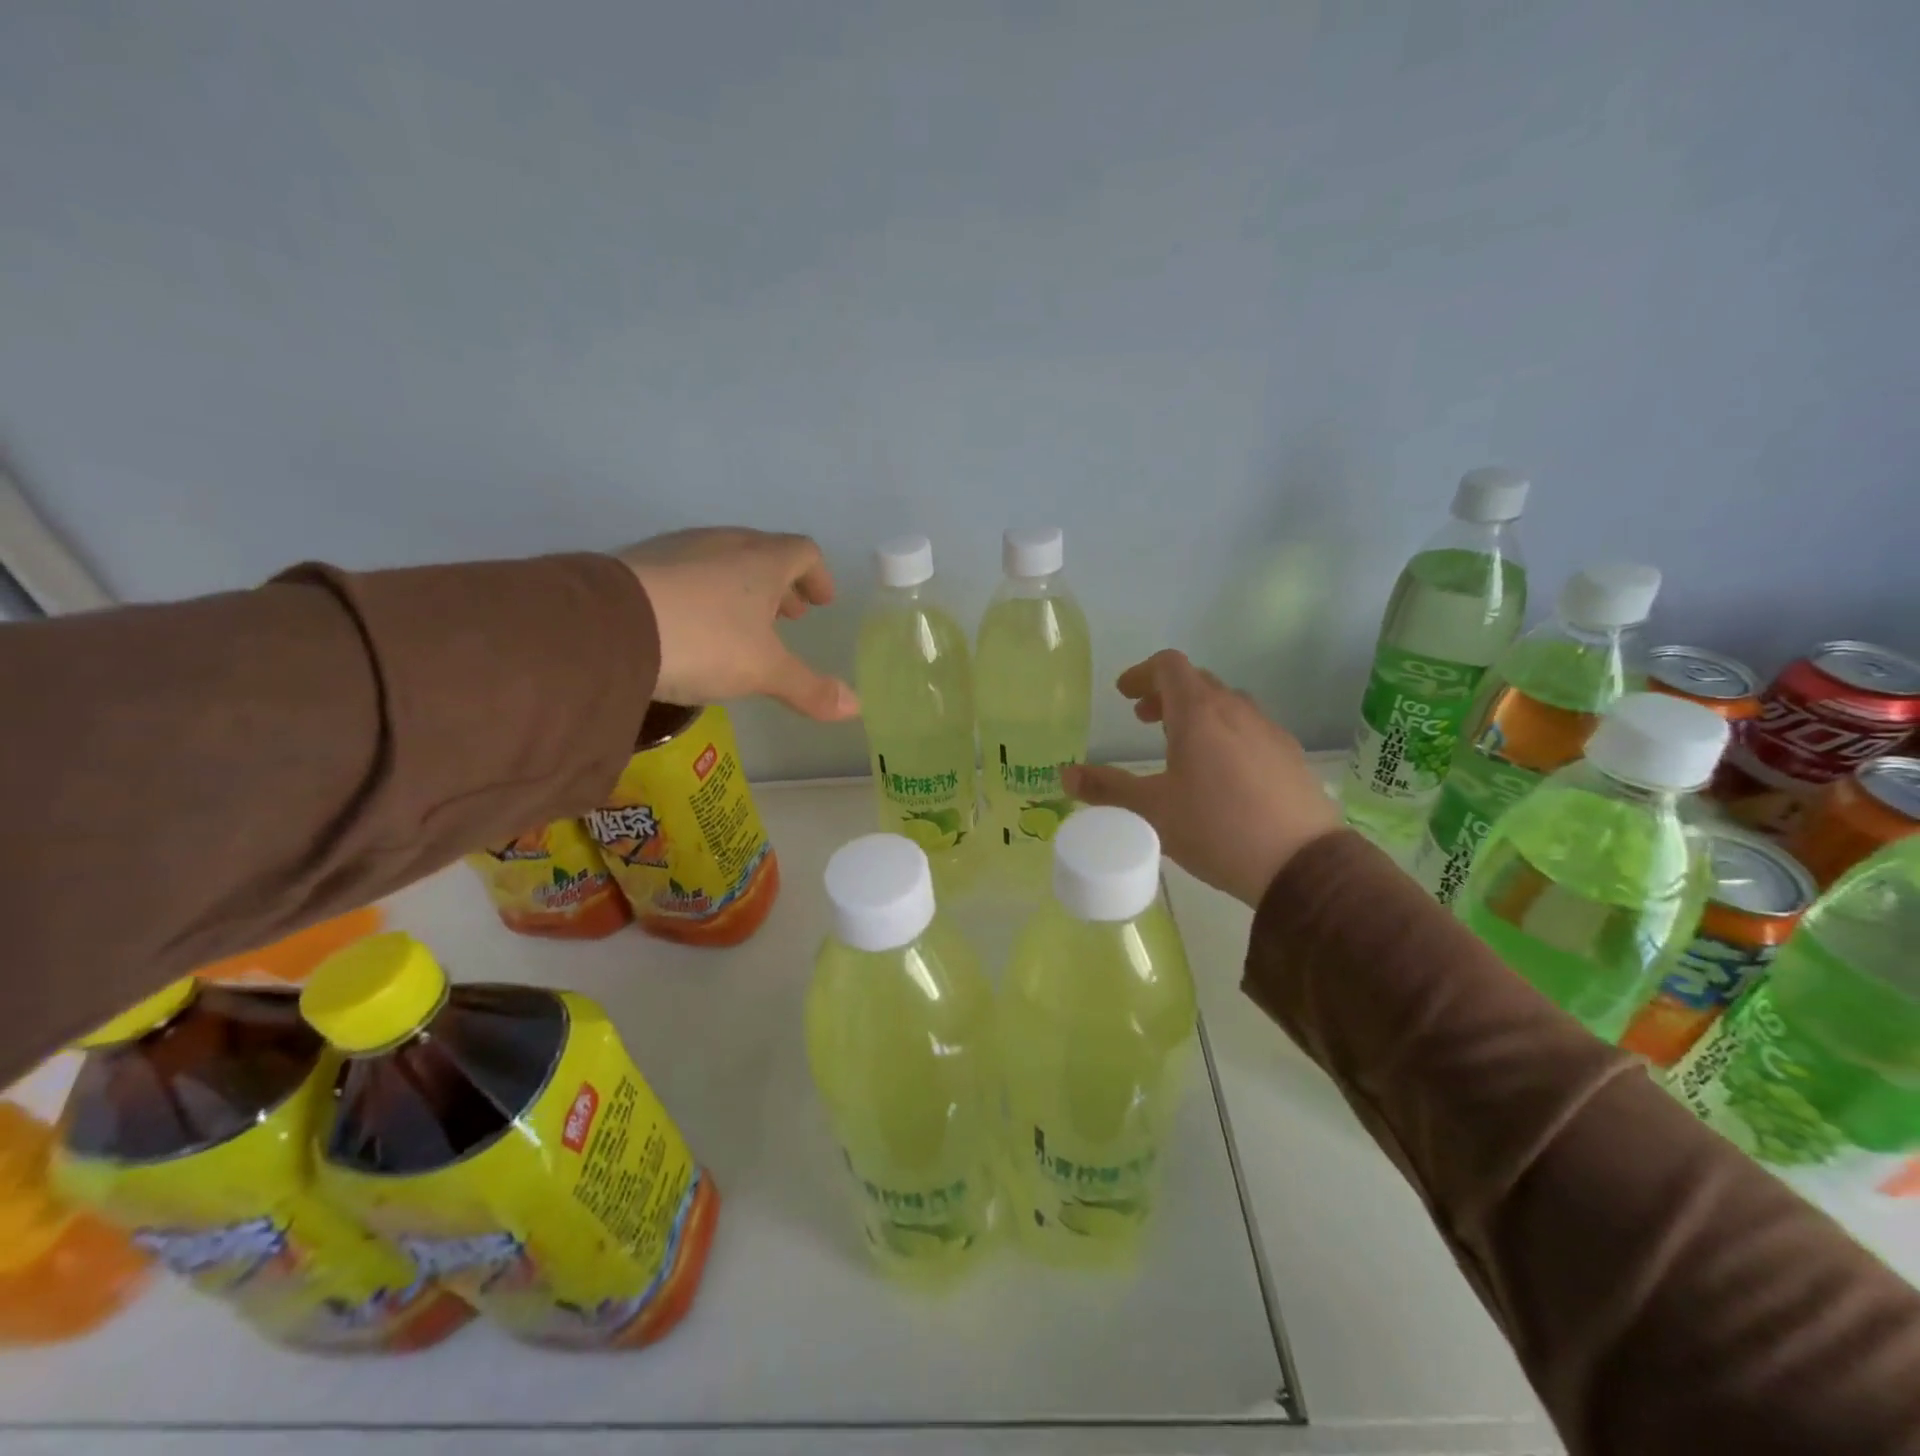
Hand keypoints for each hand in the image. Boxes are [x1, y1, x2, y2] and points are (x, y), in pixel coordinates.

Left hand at [618, 529, 857, 721]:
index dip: (817, 576)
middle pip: (763, 552)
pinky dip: (705, 591)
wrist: (609, 626)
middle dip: (780, 584)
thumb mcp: (764, 671)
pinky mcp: (640, 562)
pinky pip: (687, 570)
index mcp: (762, 561)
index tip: (821, 602)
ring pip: (724, 560)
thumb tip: (856, 707)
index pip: (802, 552)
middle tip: (787, 615)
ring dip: (742, 586)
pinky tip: (694, 623)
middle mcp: (724, 545)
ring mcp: (679, 549)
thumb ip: (810, 688)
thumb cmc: (706, 641)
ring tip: (743, 621)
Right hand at [1063, 650, 1341, 906]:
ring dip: (1196, 713)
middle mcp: (1236, 710)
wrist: (1301, 864)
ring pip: (1226, 704)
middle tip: (1143, 720)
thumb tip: (1066, 776)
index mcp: (1198, 713)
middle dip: (1165, 694)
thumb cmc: (1216, 829)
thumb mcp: (1152, 811)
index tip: (1124, 694)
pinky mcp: (1289, 755)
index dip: (1141, 673)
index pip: (1169, 666)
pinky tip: (1221, 774)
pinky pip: (1249, 728)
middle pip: (1197, 682)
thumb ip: (1107, 789)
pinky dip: (1224, 733)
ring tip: (1180, 747)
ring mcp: (1268, 730)